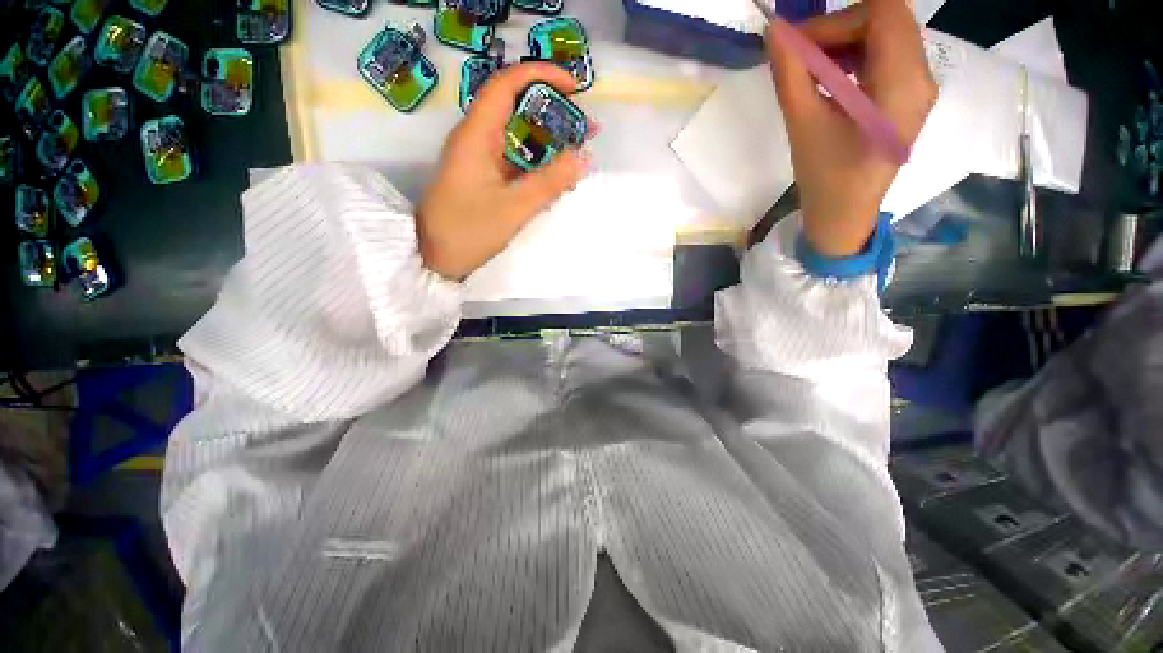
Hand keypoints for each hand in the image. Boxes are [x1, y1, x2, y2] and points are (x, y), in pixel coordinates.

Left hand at [417, 63, 589, 280]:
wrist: (434, 259)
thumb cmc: (467, 232)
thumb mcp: (512, 209)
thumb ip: (548, 183)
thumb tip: (583, 158)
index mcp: (476, 136)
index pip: (506, 85)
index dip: (540, 76)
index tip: (574, 87)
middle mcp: (477, 139)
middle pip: (516, 109)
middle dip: (553, 113)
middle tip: (586, 128)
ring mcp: (480, 160)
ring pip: (518, 138)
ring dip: (549, 142)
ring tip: (579, 152)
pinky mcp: (484, 178)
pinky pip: (515, 162)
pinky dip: (538, 165)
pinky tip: (557, 178)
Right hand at [766, 0, 936, 256]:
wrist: (844, 215)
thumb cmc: (825, 177)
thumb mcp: (803, 125)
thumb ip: (791, 73)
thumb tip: (776, 32)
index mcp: (902, 84)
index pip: (884, 14)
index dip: (837, 19)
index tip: (800, 44)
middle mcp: (922, 77)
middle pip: (888, 20)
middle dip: (839, 28)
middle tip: (800, 56)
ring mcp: (919, 87)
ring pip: (887, 36)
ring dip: (846, 42)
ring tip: (811, 69)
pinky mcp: (907, 97)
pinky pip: (886, 57)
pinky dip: (855, 57)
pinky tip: (829, 79)